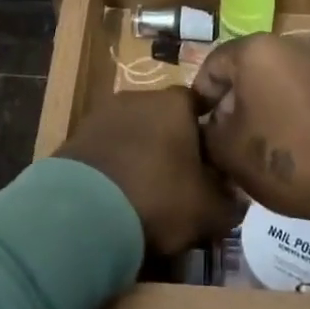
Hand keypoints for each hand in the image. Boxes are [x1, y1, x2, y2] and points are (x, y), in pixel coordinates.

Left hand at [56, 88, 245, 254]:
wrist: (82, 212)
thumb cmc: (157, 198)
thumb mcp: (209, 210)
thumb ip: (229, 200)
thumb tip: (233, 197)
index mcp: (175, 103)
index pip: (200, 105)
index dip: (208, 134)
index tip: (212, 163)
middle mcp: (139, 96)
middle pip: (165, 117)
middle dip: (173, 143)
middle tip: (181, 180)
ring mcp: (102, 113)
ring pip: (133, 131)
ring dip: (141, 153)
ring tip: (146, 191)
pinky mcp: (76, 136)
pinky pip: (106, 147)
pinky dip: (114, 165)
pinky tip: (117, 195)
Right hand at [192, 35, 309, 220]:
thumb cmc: (282, 156)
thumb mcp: (227, 149)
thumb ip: (208, 130)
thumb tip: (212, 124)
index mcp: (255, 49)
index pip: (213, 65)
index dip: (201, 97)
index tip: (199, 125)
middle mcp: (289, 44)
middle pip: (247, 69)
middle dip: (234, 100)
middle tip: (226, 135)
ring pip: (277, 79)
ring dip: (264, 104)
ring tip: (259, 141)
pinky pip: (304, 90)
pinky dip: (292, 109)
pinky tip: (291, 140)